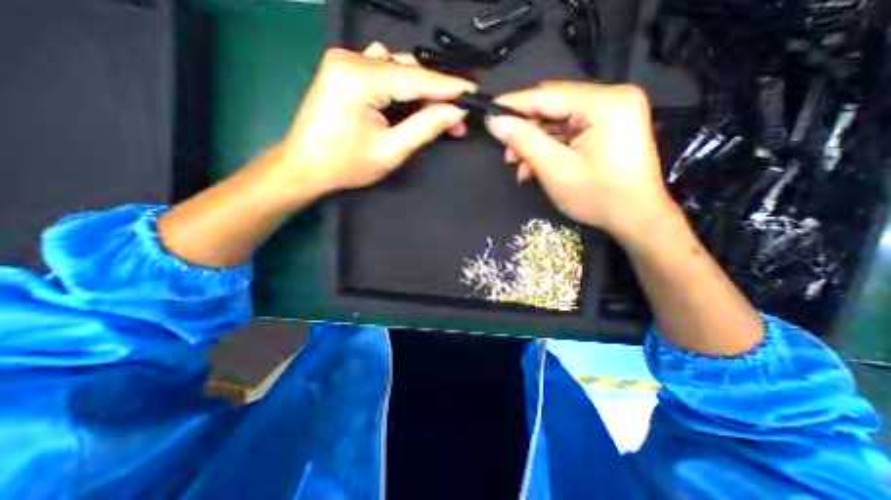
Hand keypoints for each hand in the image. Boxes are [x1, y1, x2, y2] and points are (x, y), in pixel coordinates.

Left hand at [278, 43, 472, 196]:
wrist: (306, 166)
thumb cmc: (345, 165)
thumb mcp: (391, 151)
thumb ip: (425, 127)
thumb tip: (455, 111)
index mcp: (359, 79)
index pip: (416, 78)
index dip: (448, 87)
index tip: (473, 92)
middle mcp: (351, 59)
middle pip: (408, 70)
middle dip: (436, 95)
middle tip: (457, 119)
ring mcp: (345, 61)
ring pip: (398, 68)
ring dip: (421, 90)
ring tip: (437, 114)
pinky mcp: (345, 70)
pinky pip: (384, 70)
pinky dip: (403, 86)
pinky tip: (409, 103)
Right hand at [484, 79, 679, 238]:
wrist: (635, 219)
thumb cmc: (597, 197)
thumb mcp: (554, 169)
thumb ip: (524, 141)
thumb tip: (495, 122)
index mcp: (605, 102)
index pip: (548, 95)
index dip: (514, 105)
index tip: (489, 113)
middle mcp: (612, 98)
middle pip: (554, 106)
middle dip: (526, 131)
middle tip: (507, 154)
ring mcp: (612, 113)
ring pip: (559, 121)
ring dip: (535, 143)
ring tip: (520, 168)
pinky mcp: (608, 128)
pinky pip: (569, 132)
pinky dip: (550, 148)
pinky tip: (536, 167)